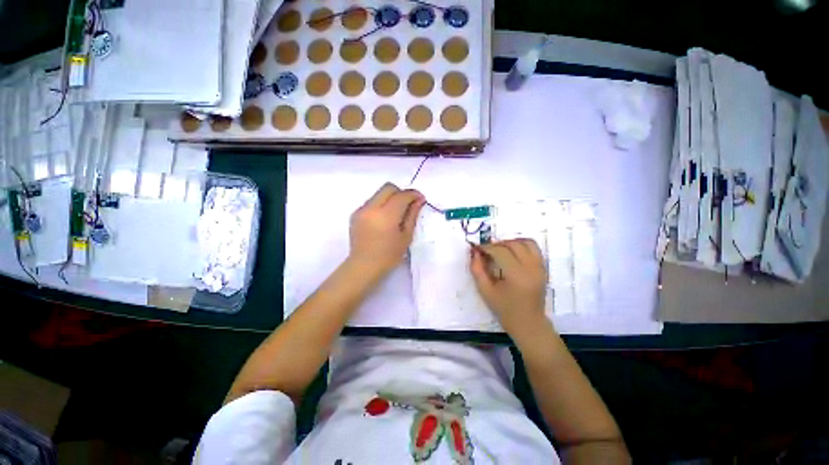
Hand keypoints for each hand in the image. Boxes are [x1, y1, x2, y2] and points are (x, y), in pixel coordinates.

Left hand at [349, 182, 424, 276]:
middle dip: (401, 192)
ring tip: (395, 213)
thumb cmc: (389, 255)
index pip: (402, 196)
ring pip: (379, 193)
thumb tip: (419, 200)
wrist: (363, 266)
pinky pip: (371, 201)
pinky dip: (380, 204)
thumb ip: (412, 215)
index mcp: (386, 215)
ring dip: (390, 198)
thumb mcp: (406, 236)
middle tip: (407, 205)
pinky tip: (383, 219)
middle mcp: (371, 208)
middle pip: (388, 187)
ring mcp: (361, 210)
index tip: (420, 199)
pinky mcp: (355, 213)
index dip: (413, 194)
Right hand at [470, 239, 549, 338]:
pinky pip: (534, 248)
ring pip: (526, 242)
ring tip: (499, 250)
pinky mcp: (543, 268)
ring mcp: (540, 267)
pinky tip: (512, 252)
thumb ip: (477, 270)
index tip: (476, 248)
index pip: (500, 252)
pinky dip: (522, 245)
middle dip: (497, 244)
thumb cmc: (505, 310)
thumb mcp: (485, 291)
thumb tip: (475, 252)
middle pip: (513, 245)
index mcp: (517, 275)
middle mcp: (531, 267)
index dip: (486, 247)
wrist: (529, 323)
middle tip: (486, 251)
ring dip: (510, 242)